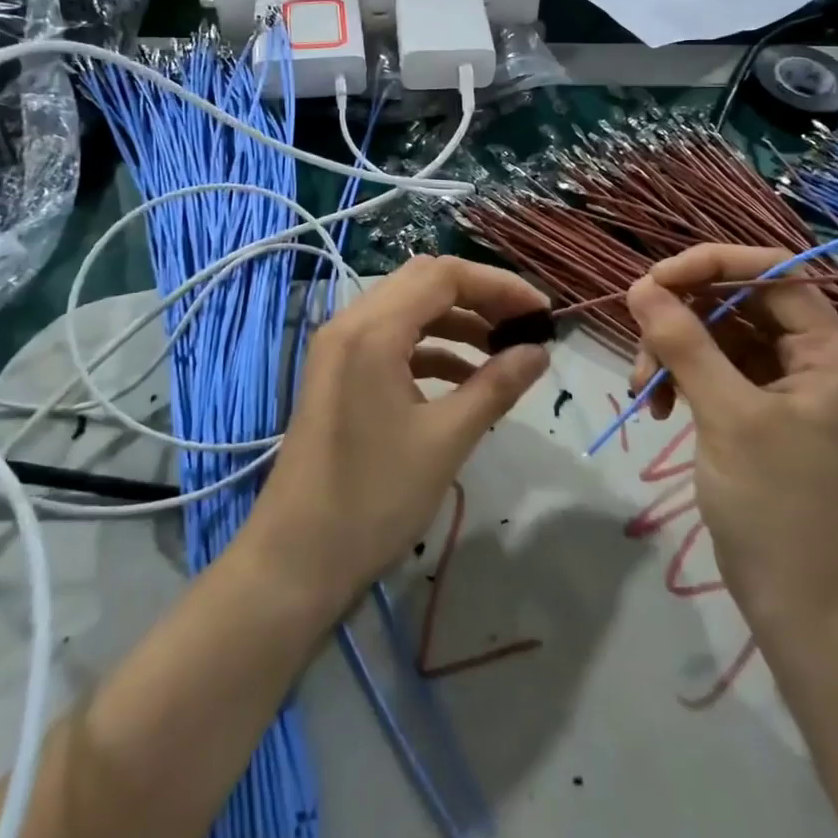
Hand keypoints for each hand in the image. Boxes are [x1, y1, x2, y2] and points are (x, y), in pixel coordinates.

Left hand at [241, 255, 550, 609]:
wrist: (295, 561)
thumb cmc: (373, 499)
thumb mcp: (446, 440)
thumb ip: (496, 386)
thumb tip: (540, 352)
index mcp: (372, 329)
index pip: (444, 275)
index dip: (499, 285)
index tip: (542, 312)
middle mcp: (350, 323)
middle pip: (424, 282)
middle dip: (479, 297)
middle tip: (523, 326)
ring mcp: (338, 348)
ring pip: (407, 310)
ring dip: (456, 322)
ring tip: (502, 352)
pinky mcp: (338, 374)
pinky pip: (391, 341)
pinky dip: (431, 349)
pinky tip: (464, 379)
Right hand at [625, 245, 837, 632]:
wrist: (800, 607)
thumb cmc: (778, 506)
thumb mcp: (727, 415)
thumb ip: (684, 343)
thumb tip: (639, 285)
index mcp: (833, 352)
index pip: (774, 272)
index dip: (713, 264)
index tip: (654, 279)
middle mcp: (813, 359)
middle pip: (739, 303)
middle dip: (682, 318)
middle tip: (640, 341)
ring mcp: (784, 386)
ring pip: (717, 336)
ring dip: (672, 351)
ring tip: (643, 391)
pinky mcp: (757, 410)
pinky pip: (711, 369)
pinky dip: (679, 378)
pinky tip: (656, 406)